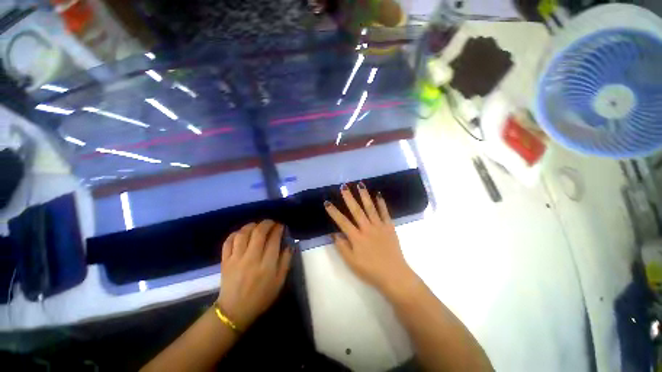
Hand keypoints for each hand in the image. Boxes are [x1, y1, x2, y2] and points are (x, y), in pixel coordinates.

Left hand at [218, 220, 292, 329]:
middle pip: (258, 232)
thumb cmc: (261, 296)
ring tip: (257, 226)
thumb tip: (289, 244)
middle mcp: (251, 258)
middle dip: (267, 223)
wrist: (235, 311)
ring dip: (251, 226)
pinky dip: (235, 234)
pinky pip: (228, 242)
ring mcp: (236, 259)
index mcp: (267, 264)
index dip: (278, 229)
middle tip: (271, 223)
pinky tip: (241, 233)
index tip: (281, 226)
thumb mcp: (280, 281)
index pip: (273, 239)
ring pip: (243, 234)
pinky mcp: (225, 261)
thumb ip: (286, 261)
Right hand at [324, 182, 416, 297]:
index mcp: (357, 237)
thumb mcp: (351, 262)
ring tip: (360, 184)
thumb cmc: (370, 270)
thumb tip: (334, 233)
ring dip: (364, 195)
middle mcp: (367, 228)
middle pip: (356, 210)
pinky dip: (381, 203)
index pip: (342, 222)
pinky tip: (378, 194)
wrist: (394, 275)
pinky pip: (385, 212)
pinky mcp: (389, 227)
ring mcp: (379, 226)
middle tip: (344, 186)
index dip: (334, 212)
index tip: (327, 202)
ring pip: (370, 208)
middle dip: (349, 198)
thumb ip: (342, 247)